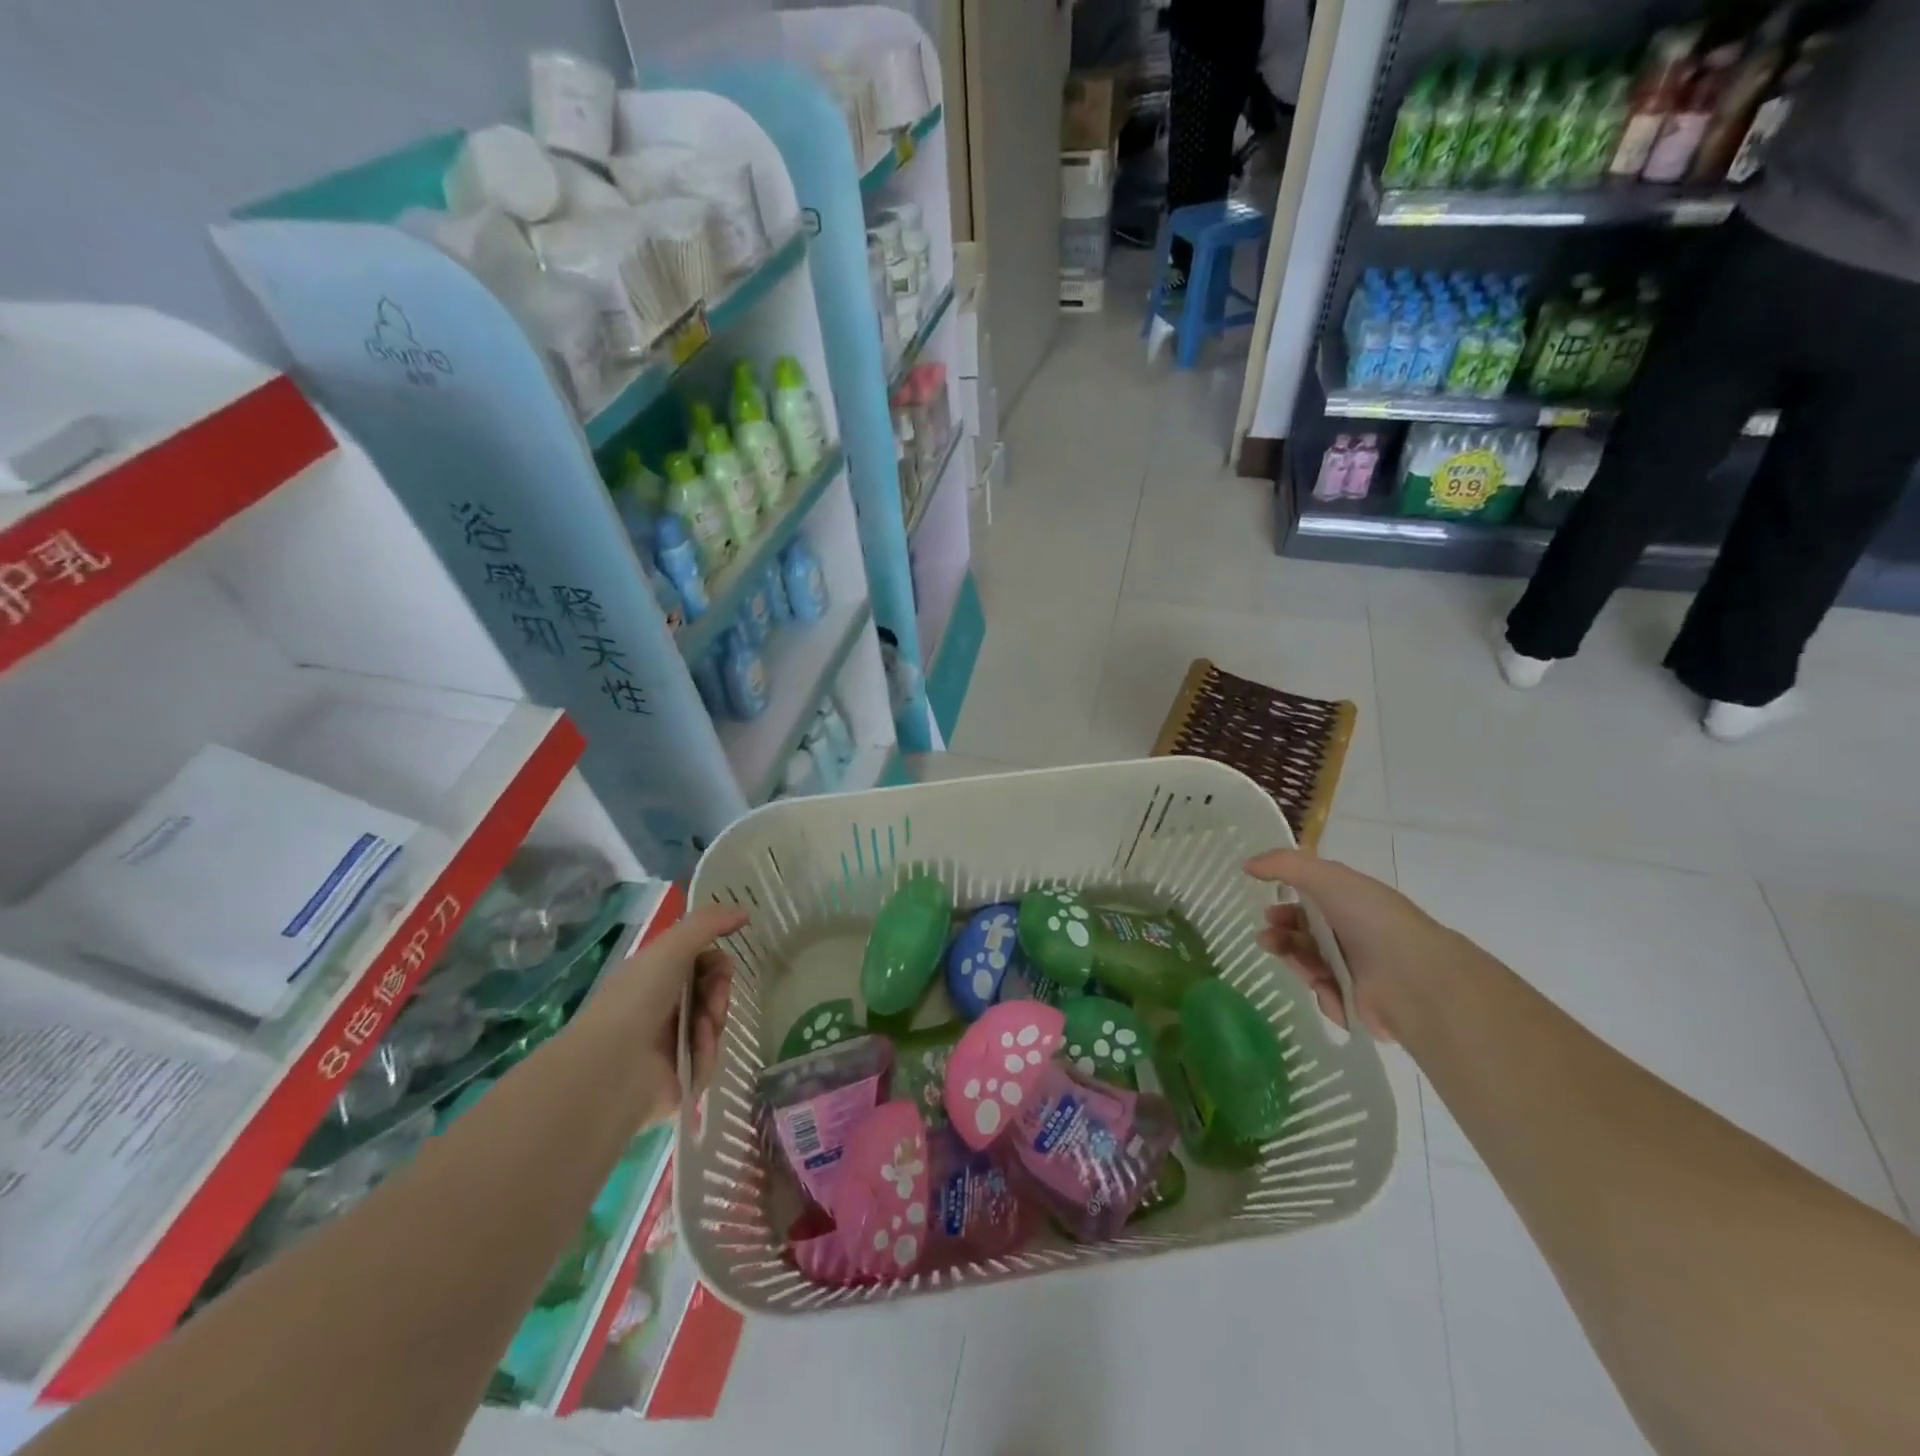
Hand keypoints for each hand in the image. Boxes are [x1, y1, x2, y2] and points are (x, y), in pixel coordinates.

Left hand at [589, 903, 745, 1121]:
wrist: (613, 1067)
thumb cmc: (637, 998)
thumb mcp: (672, 947)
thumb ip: (708, 923)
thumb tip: (744, 912)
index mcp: (653, 976)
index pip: (698, 962)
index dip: (716, 961)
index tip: (724, 964)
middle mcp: (660, 1007)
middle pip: (711, 991)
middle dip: (720, 990)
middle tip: (714, 997)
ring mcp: (669, 1043)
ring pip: (714, 1022)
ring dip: (714, 1019)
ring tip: (701, 1026)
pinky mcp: (679, 1075)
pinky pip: (709, 1056)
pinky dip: (706, 1050)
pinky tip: (693, 1050)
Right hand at [1244, 849, 1460, 1042]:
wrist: (1413, 979)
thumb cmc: (1371, 920)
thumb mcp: (1327, 877)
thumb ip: (1284, 865)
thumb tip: (1247, 864)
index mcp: (1354, 904)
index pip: (1314, 902)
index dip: (1287, 902)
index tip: (1266, 907)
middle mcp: (1355, 935)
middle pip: (1306, 933)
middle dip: (1281, 931)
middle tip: (1266, 935)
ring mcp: (1357, 970)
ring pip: (1310, 962)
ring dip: (1290, 955)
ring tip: (1277, 951)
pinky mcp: (1357, 1003)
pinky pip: (1325, 994)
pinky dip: (1319, 987)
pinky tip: (1321, 983)